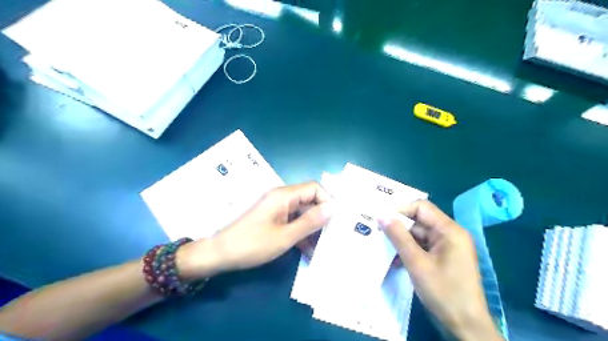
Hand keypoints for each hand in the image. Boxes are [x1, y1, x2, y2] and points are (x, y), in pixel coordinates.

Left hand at [179, 182, 334, 280]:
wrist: (220, 254)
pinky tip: (309, 250)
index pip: (314, 188)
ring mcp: (277, 209)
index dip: (328, 201)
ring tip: (323, 246)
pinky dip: (301, 233)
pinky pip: (293, 221)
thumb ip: (310, 221)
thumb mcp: (285, 236)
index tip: (337, 220)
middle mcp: (281, 197)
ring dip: (312, 228)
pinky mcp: (273, 219)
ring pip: (302, 213)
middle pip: (310, 200)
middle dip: (322, 216)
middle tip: (334, 235)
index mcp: (284, 195)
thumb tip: (334, 207)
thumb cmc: (252, 244)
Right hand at [379, 199, 503, 340]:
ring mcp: (448, 247)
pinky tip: (397, 261)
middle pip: (419, 221)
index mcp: (449, 230)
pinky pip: (423, 247)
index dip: (401, 210)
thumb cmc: (444, 292)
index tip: (382, 219)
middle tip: (378, 233)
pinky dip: (410, 251)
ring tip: (385, 249)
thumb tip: (381, 215)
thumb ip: (398, 237)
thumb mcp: (416, 263)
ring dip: (402, 242)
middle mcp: (450, 234)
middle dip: (399, 227)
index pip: (421, 207)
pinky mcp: (444, 258)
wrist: (466, 326)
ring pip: (419, 235)